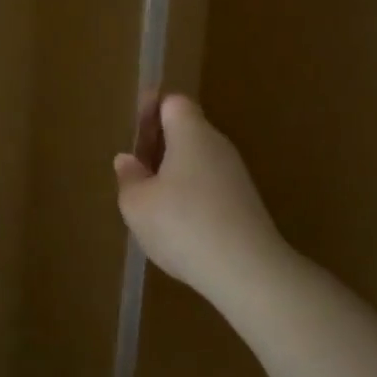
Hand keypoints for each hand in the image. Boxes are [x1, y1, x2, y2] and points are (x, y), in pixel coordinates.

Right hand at [113, 94, 288, 304]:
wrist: (248, 272)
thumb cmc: (183, 224)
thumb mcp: (136, 203)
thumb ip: (129, 177)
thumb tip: (128, 160)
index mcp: (191, 134)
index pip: (173, 103)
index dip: (151, 111)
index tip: (133, 133)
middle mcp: (218, 147)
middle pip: (186, 132)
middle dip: (158, 146)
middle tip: (134, 171)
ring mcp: (236, 177)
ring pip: (198, 162)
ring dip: (173, 174)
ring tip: (150, 202)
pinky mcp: (246, 205)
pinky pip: (210, 187)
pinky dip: (190, 197)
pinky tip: (177, 226)